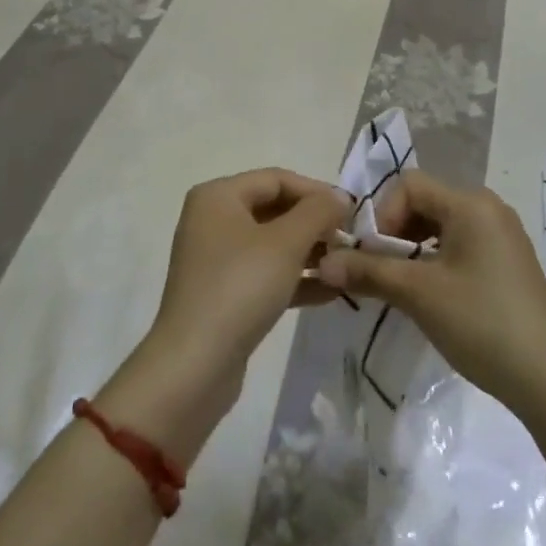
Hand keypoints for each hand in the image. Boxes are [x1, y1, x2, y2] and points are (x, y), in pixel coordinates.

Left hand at [151, 168, 351, 382]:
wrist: (194, 366)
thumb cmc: (240, 287)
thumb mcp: (286, 243)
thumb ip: (318, 212)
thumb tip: (339, 197)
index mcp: (218, 196)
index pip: (276, 179)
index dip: (316, 191)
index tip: (351, 211)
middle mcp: (212, 220)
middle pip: (274, 209)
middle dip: (314, 224)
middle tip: (349, 240)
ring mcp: (216, 259)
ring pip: (272, 244)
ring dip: (309, 252)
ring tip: (344, 265)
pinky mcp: (223, 294)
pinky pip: (265, 274)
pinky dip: (294, 278)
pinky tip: (330, 292)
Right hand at [316, 171, 545, 421]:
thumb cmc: (482, 323)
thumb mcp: (419, 295)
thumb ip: (369, 272)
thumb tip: (323, 262)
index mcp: (470, 203)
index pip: (409, 184)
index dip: (382, 214)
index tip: (372, 256)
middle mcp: (488, 208)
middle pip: (425, 202)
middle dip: (394, 233)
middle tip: (379, 273)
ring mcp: (501, 235)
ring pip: (441, 226)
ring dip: (413, 249)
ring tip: (400, 287)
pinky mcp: (507, 262)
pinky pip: (460, 245)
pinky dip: (435, 261)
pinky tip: (430, 297)